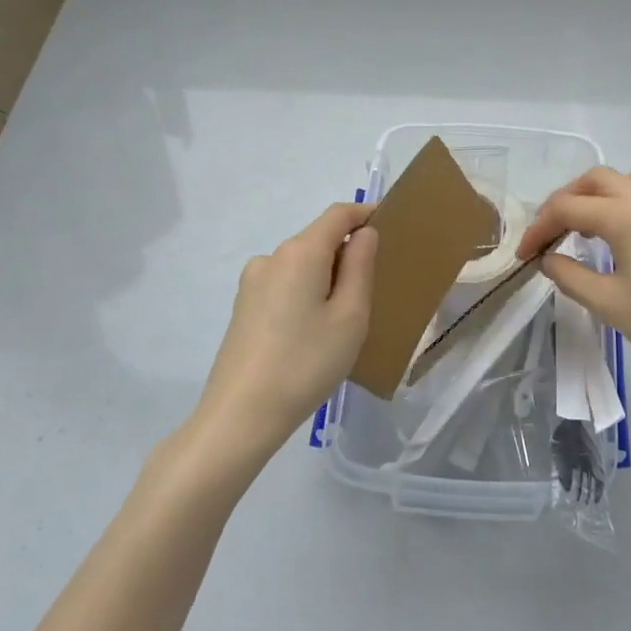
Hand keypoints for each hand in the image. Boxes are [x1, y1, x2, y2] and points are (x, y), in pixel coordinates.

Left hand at [195, 202, 379, 461]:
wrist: (240, 416)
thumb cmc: (306, 363)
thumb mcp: (350, 316)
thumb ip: (360, 267)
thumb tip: (363, 234)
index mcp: (301, 252)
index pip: (338, 215)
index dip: (365, 214)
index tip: (390, 226)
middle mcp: (272, 257)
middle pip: (318, 239)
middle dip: (347, 252)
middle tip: (374, 288)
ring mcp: (252, 283)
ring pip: (301, 265)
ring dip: (326, 276)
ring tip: (344, 319)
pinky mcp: (243, 307)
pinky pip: (285, 285)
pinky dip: (306, 293)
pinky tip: (312, 332)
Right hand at [517, 167, 630, 392]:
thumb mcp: (609, 304)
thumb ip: (570, 276)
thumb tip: (548, 259)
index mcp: (624, 215)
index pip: (567, 208)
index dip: (539, 228)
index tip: (524, 255)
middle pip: (594, 181)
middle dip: (564, 202)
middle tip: (550, 235)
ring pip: (624, 180)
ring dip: (596, 195)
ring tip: (585, 228)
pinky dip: (624, 201)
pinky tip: (623, 236)